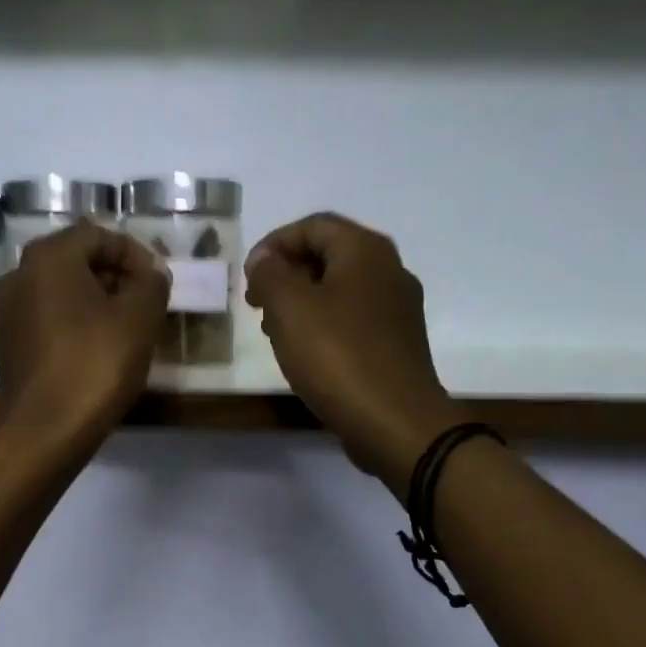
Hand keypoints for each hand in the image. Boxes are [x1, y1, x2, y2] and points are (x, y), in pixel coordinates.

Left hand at [0, 220, 168, 451]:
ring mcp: (7, 312)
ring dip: (95, 301)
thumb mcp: (140, 317)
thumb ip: (151, 283)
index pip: (98, 235)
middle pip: (75, 260)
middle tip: (145, 303)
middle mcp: (18, 275)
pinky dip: (74, 323)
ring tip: (126, 327)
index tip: (158, 282)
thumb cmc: (96, 364)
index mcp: (47, 257)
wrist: (46, 431)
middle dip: (115, 276)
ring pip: (60, 291)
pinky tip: (97, 349)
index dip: (134, 254)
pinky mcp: (7, 345)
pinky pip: (47, 319)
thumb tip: (151, 274)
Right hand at [244, 213, 465, 489]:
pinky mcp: (397, 343)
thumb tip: (265, 260)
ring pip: (339, 289)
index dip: (274, 244)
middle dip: (287, 273)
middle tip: (257, 303)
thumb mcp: (289, 308)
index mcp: (365, 251)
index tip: (248, 276)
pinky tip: (305, 352)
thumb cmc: (337, 356)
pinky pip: (352, 319)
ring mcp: (398, 309)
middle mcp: (388, 270)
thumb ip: (270, 274)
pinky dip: (323, 324)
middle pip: (329, 254)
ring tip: (274, 331)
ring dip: (302, 301)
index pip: (313, 225)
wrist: (394, 421)